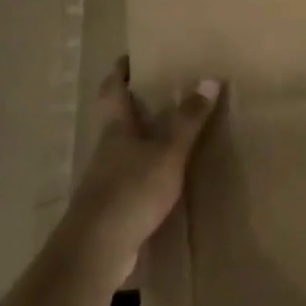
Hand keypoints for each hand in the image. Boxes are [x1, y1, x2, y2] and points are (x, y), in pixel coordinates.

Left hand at [61, 60, 221, 286]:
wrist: (96, 249)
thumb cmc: (132, 190)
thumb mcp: (169, 153)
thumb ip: (188, 120)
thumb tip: (209, 78)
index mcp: (116, 128)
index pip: (113, 89)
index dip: (120, 71)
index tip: (130, 56)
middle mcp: (106, 148)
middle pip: (115, 117)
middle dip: (133, 102)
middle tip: (159, 89)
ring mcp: (105, 178)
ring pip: (122, 147)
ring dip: (140, 137)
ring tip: (169, 130)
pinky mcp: (110, 206)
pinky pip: (129, 176)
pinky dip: (144, 168)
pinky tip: (164, 176)